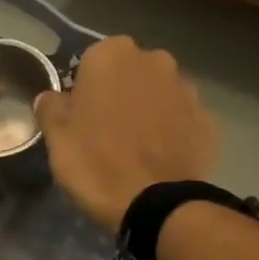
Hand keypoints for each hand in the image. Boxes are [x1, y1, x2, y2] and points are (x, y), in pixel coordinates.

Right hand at [34, 36, 217, 230]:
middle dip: (119, 95)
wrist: (155, 204)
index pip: (90, 63)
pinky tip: (158, 160)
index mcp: (112, 55)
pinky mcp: (207, 120)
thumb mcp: (56, 138)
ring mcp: (187, 89)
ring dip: (147, 112)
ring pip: (157, 95)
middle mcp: (154, 60)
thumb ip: (51, 107)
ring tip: (135, 151)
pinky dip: (170, 133)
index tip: (79, 118)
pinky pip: (180, 120)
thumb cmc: (96, 164)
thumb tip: (52, 98)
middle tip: (105, 134)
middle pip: (128, 74)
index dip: (83, 90)